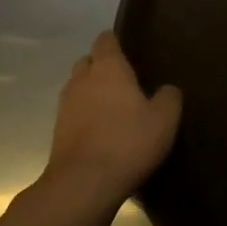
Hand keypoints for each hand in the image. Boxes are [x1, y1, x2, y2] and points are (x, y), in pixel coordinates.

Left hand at [44, 33, 181, 207]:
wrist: (82, 185)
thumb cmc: (127, 142)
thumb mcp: (164, 119)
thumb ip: (169, 96)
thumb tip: (166, 89)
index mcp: (108, 67)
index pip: (106, 40)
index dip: (116, 42)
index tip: (130, 51)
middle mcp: (82, 79)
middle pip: (88, 62)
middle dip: (102, 67)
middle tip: (125, 82)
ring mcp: (65, 105)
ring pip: (78, 87)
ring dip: (92, 93)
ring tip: (113, 108)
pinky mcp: (57, 132)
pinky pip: (73, 113)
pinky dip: (84, 116)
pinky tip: (101, 131)